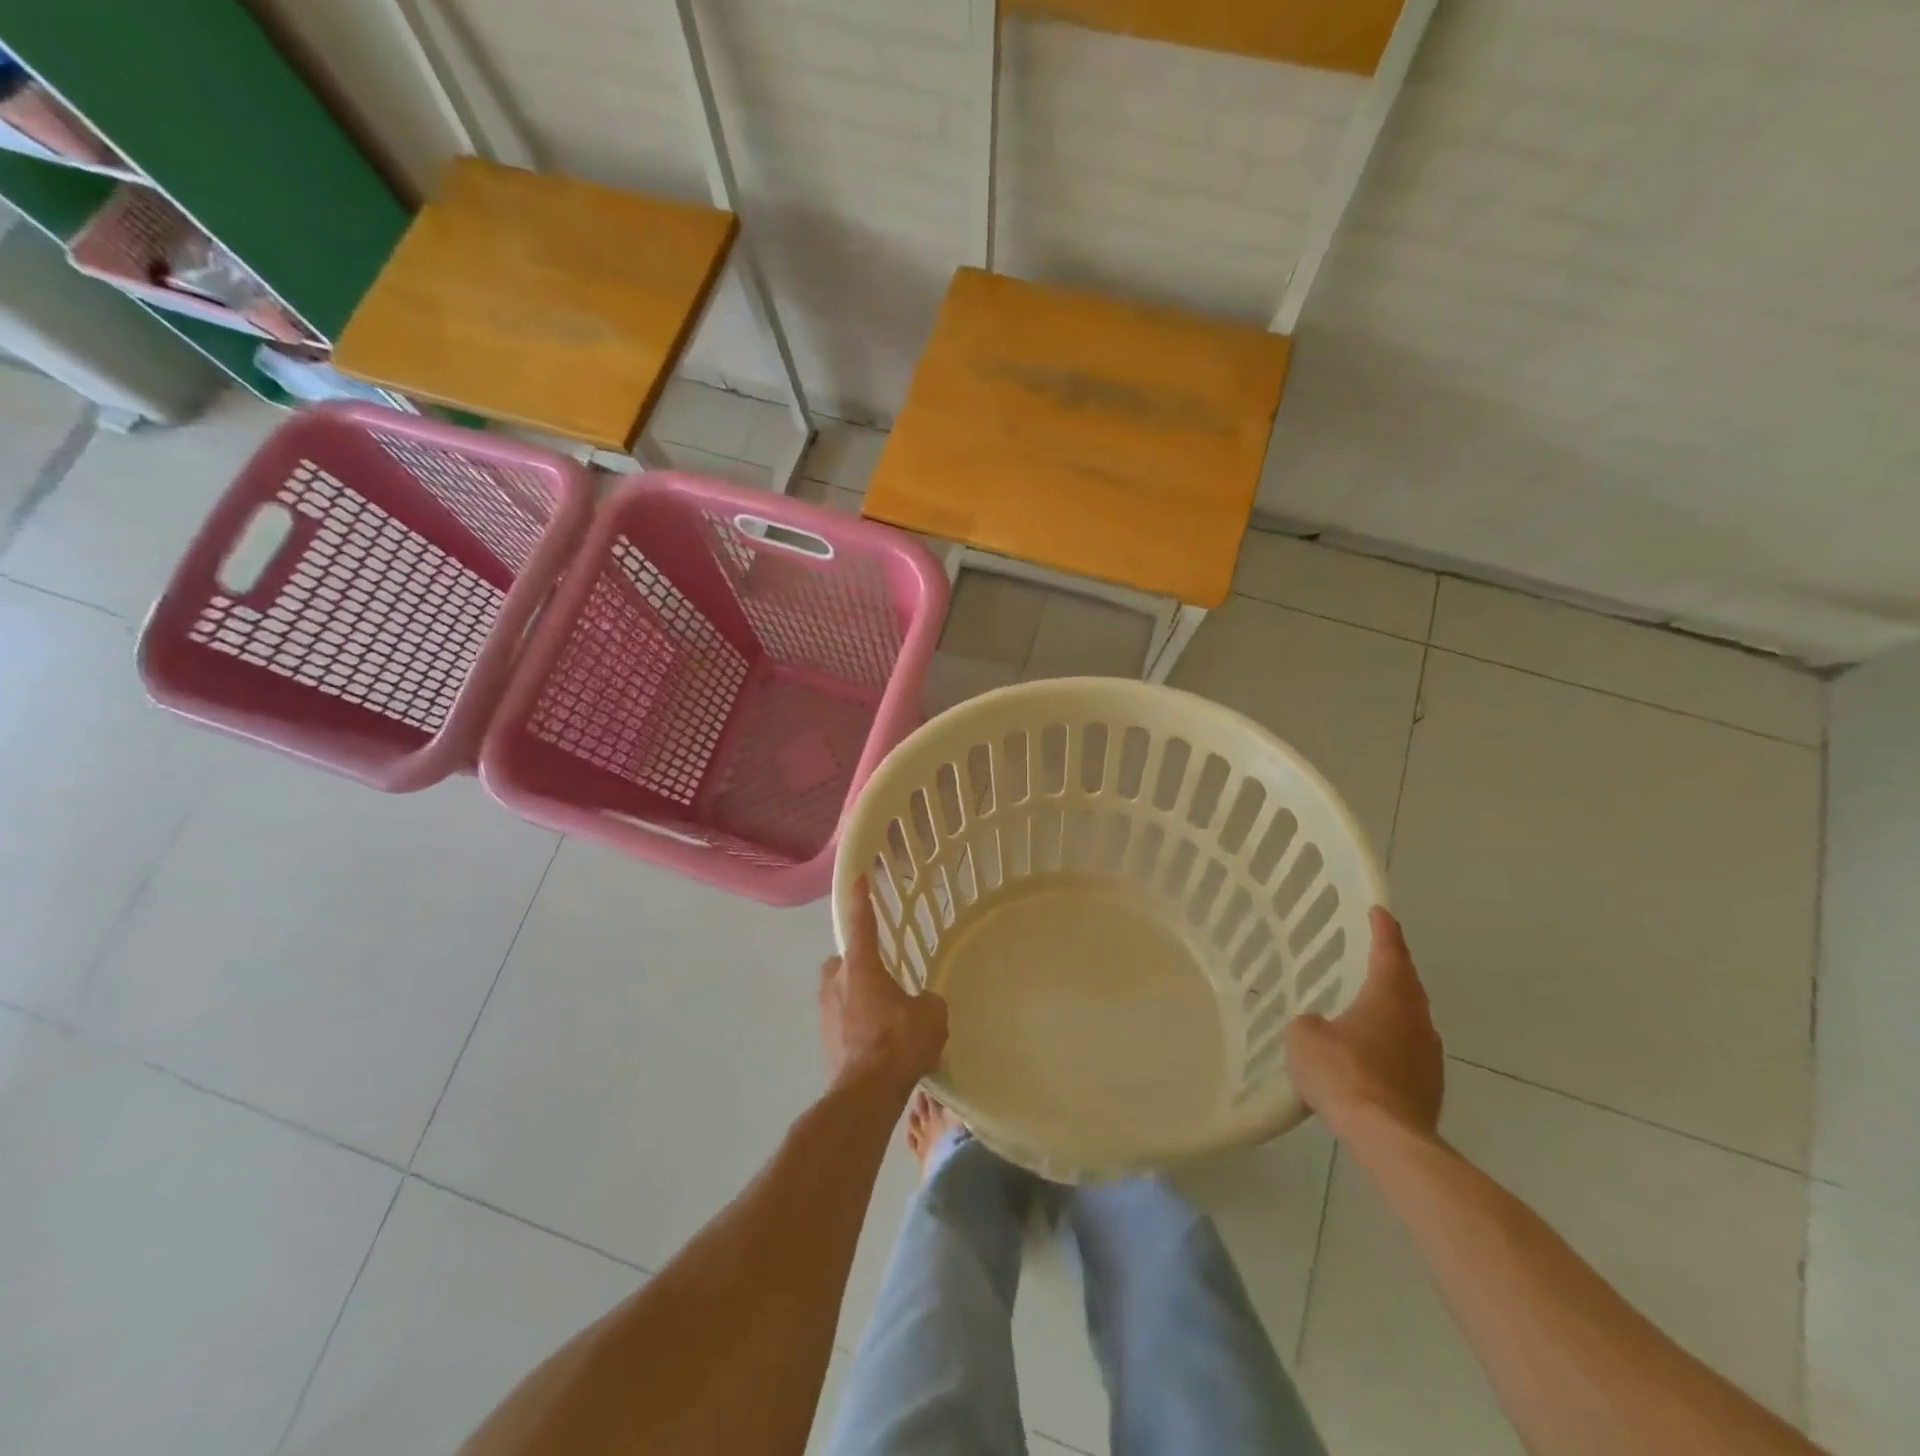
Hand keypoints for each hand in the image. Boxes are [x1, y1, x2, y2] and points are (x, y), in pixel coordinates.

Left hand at [819, 881, 948, 1092]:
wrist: (866, 1093)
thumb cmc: (898, 1042)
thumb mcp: (931, 1014)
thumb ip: (926, 1000)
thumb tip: (921, 1004)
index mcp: (861, 966)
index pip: (861, 922)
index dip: (861, 898)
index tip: (858, 877)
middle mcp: (836, 981)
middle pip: (844, 960)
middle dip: (858, 964)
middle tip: (883, 978)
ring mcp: (825, 1011)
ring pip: (841, 991)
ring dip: (858, 996)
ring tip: (885, 1016)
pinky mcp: (825, 1039)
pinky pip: (842, 1019)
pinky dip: (857, 1024)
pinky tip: (878, 1041)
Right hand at [1285, 906, 1443, 1136]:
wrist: (1386, 1136)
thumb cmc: (1342, 1072)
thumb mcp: (1304, 1035)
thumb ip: (1311, 1021)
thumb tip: (1321, 1027)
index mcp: (1389, 996)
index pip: (1388, 951)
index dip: (1382, 929)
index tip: (1378, 910)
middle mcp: (1417, 1019)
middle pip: (1406, 984)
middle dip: (1392, 967)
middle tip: (1374, 954)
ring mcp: (1429, 1055)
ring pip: (1410, 1019)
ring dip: (1393, 1008)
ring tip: (1367, 1005)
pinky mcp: (1429, 1086)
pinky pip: (1408, 1050)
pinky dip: (1391, 1042)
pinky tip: (1370, 1053)